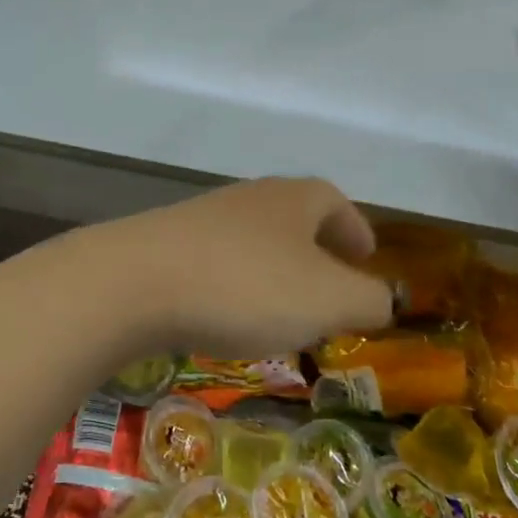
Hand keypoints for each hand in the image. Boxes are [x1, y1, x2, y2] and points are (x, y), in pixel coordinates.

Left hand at [65, 177, 393, 359]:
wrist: (135, 281)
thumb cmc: (245, 285)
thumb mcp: (326, 299)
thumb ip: (366, 299)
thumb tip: (382, 298)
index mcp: (292, 199)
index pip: (334, 201)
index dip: (354, 228)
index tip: (366, 256)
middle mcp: (249, 199)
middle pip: (293, 217)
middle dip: (316, 251)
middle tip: (330, 290)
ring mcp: (203, 219)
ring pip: (255, 241)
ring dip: (276, 272)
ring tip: (284, 314)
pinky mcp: (167, 246)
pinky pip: (218, 262)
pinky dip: (237, 286)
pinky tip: (230, 318)